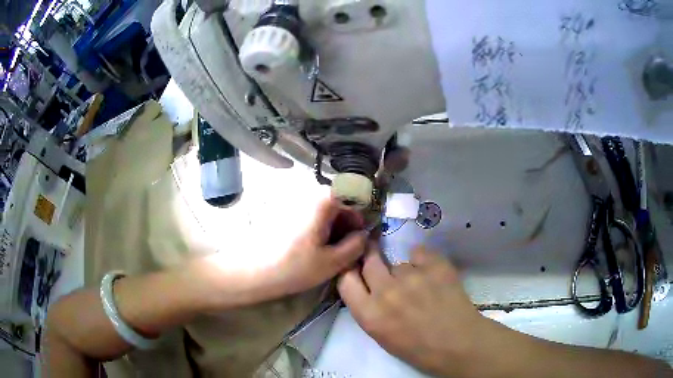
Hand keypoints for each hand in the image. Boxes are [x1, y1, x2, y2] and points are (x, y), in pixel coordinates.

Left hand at [196, 198, 367, 309]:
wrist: (252, 272)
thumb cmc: (294, 267)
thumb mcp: (333, 261)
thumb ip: (356, 246)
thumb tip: (363, 235)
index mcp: (322, 201)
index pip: (352, 196)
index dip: (359, 216)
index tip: (359, 237)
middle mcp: (307, 195)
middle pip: (337, 202)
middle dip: (346, 223)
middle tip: (346, 248)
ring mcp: (293, 203)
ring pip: (323, 210)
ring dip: (332, 227)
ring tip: (330, 252)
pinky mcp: (283, 213)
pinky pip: (309, 215)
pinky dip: (318, 228)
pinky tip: (313, 248)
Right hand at [338, 245, 486, 376]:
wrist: (459, 344)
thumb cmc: (419, 349)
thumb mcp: (382, 336)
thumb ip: (370, 309)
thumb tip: (371, 287)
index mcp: (369, 315)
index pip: (345, 279)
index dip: (349, 271)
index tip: (356, 267)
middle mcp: (386, 292)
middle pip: (368, 260)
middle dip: (371, 256)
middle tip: (378, 257)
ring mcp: (411, 276)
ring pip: (399, 263)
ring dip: (405, 272)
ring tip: (421, 286)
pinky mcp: (434, 265)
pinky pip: (420, 253)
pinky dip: (424, 262)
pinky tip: (433, 276)